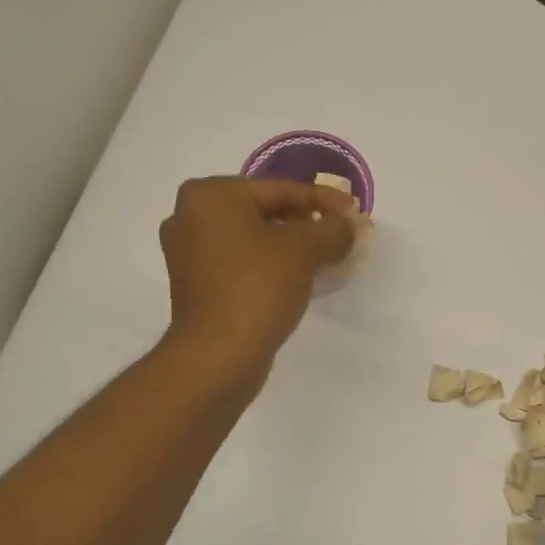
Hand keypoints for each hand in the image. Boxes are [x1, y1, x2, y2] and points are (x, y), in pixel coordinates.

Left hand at [159, 177, 357, 382]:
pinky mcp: (197, 286)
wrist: (218, 355)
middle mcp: (191, 217)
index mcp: (210, 196)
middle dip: (307, 224)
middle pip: (264, 212)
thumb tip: (349, 225)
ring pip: (254, 240)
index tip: (355, 212)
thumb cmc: (257, 287)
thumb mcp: (304, 250)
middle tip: (342, 235)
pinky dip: (271, 266)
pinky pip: (243, 264)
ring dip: (292, 247)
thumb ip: (332, 229)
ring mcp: (189, 254)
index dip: (323, 199)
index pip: (279, 189)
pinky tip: (301, 279)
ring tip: (328, 258)